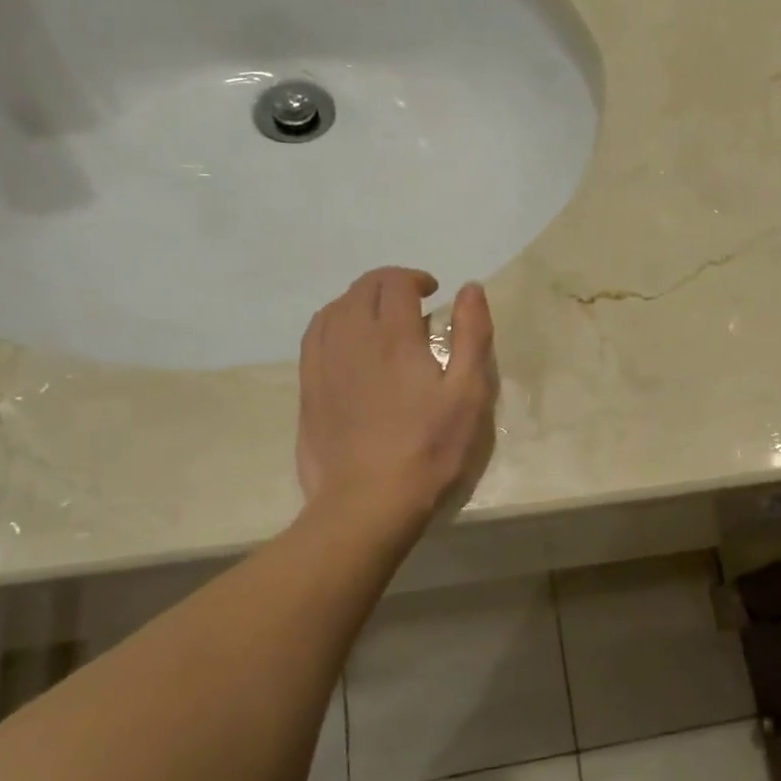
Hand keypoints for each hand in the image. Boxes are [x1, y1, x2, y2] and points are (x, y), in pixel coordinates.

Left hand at [297, 268, 496, 520]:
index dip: (415, 278)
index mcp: (393, 335)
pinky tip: (347, 342)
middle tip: (412, 302)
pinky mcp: (308, 388)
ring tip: (379, 318)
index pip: (395, 282)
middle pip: (362, 289)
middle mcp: (352, 338)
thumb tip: (470, 288)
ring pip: (334, 309)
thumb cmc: (429, 449)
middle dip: (388, 284)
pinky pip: (314, 337)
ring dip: (359, 301)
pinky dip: (333, 324)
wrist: (368, 502)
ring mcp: (323, 363)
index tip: (433, 292)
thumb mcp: (468, 393)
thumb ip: (472, 335)